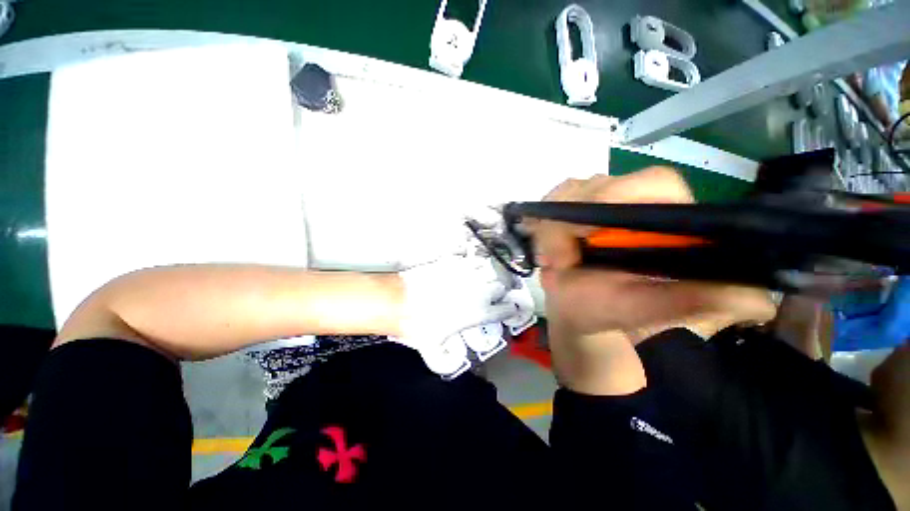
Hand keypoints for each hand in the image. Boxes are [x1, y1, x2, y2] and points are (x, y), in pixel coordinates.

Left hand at [393, 254, 517, 363]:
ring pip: (488, 268)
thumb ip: (446, 359)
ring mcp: (465, 274)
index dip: (509, 310)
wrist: (400, 301)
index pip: (504, 310)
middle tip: (494, 293)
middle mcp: (477, 291)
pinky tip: (467, 265)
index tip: (509, 309)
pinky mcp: (453, 262)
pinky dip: (471, 262)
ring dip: (489, 274)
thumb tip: (451, 361)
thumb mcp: (433, 348)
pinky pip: (469, 258)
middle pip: (501, 286)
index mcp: (478, 313)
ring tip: (484, 276)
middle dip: (500, 290)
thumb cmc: (419, 325)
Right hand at [531, 168, 775, 394]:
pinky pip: (549, 203)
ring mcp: (596, 202)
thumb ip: (695, 305)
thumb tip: (756, 301)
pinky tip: (545, 250)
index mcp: (664, 220)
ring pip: (567, 192)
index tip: (587, 232)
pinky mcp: (569, 208)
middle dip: (570, 221)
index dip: (618, 196)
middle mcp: (631, 202)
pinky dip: (541, 225)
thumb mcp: (650, 312)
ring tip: (553, 262)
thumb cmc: (611, 311)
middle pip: (597, 183)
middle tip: (560, 261)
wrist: (577, 309)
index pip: (654, 183)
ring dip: (552, 228)